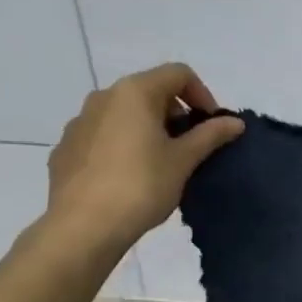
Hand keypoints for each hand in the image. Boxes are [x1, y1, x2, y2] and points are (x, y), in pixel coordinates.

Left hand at [42, 64, 244, 257]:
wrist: (82, 227)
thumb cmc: (141, 186)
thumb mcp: (184, 160)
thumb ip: (210, 135)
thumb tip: (235, 122)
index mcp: (135, 92)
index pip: (178, 74)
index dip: (202, 95)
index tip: (211, 126)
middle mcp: (103, 98)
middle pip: (149, 91)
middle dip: (175, 113)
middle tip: (189, 147)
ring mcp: (79, 123)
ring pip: (123, 114)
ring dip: (147, 129)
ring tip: (159, 164)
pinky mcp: (65, 149)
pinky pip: (101, 137)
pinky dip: (121, 146)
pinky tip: (128, 178)